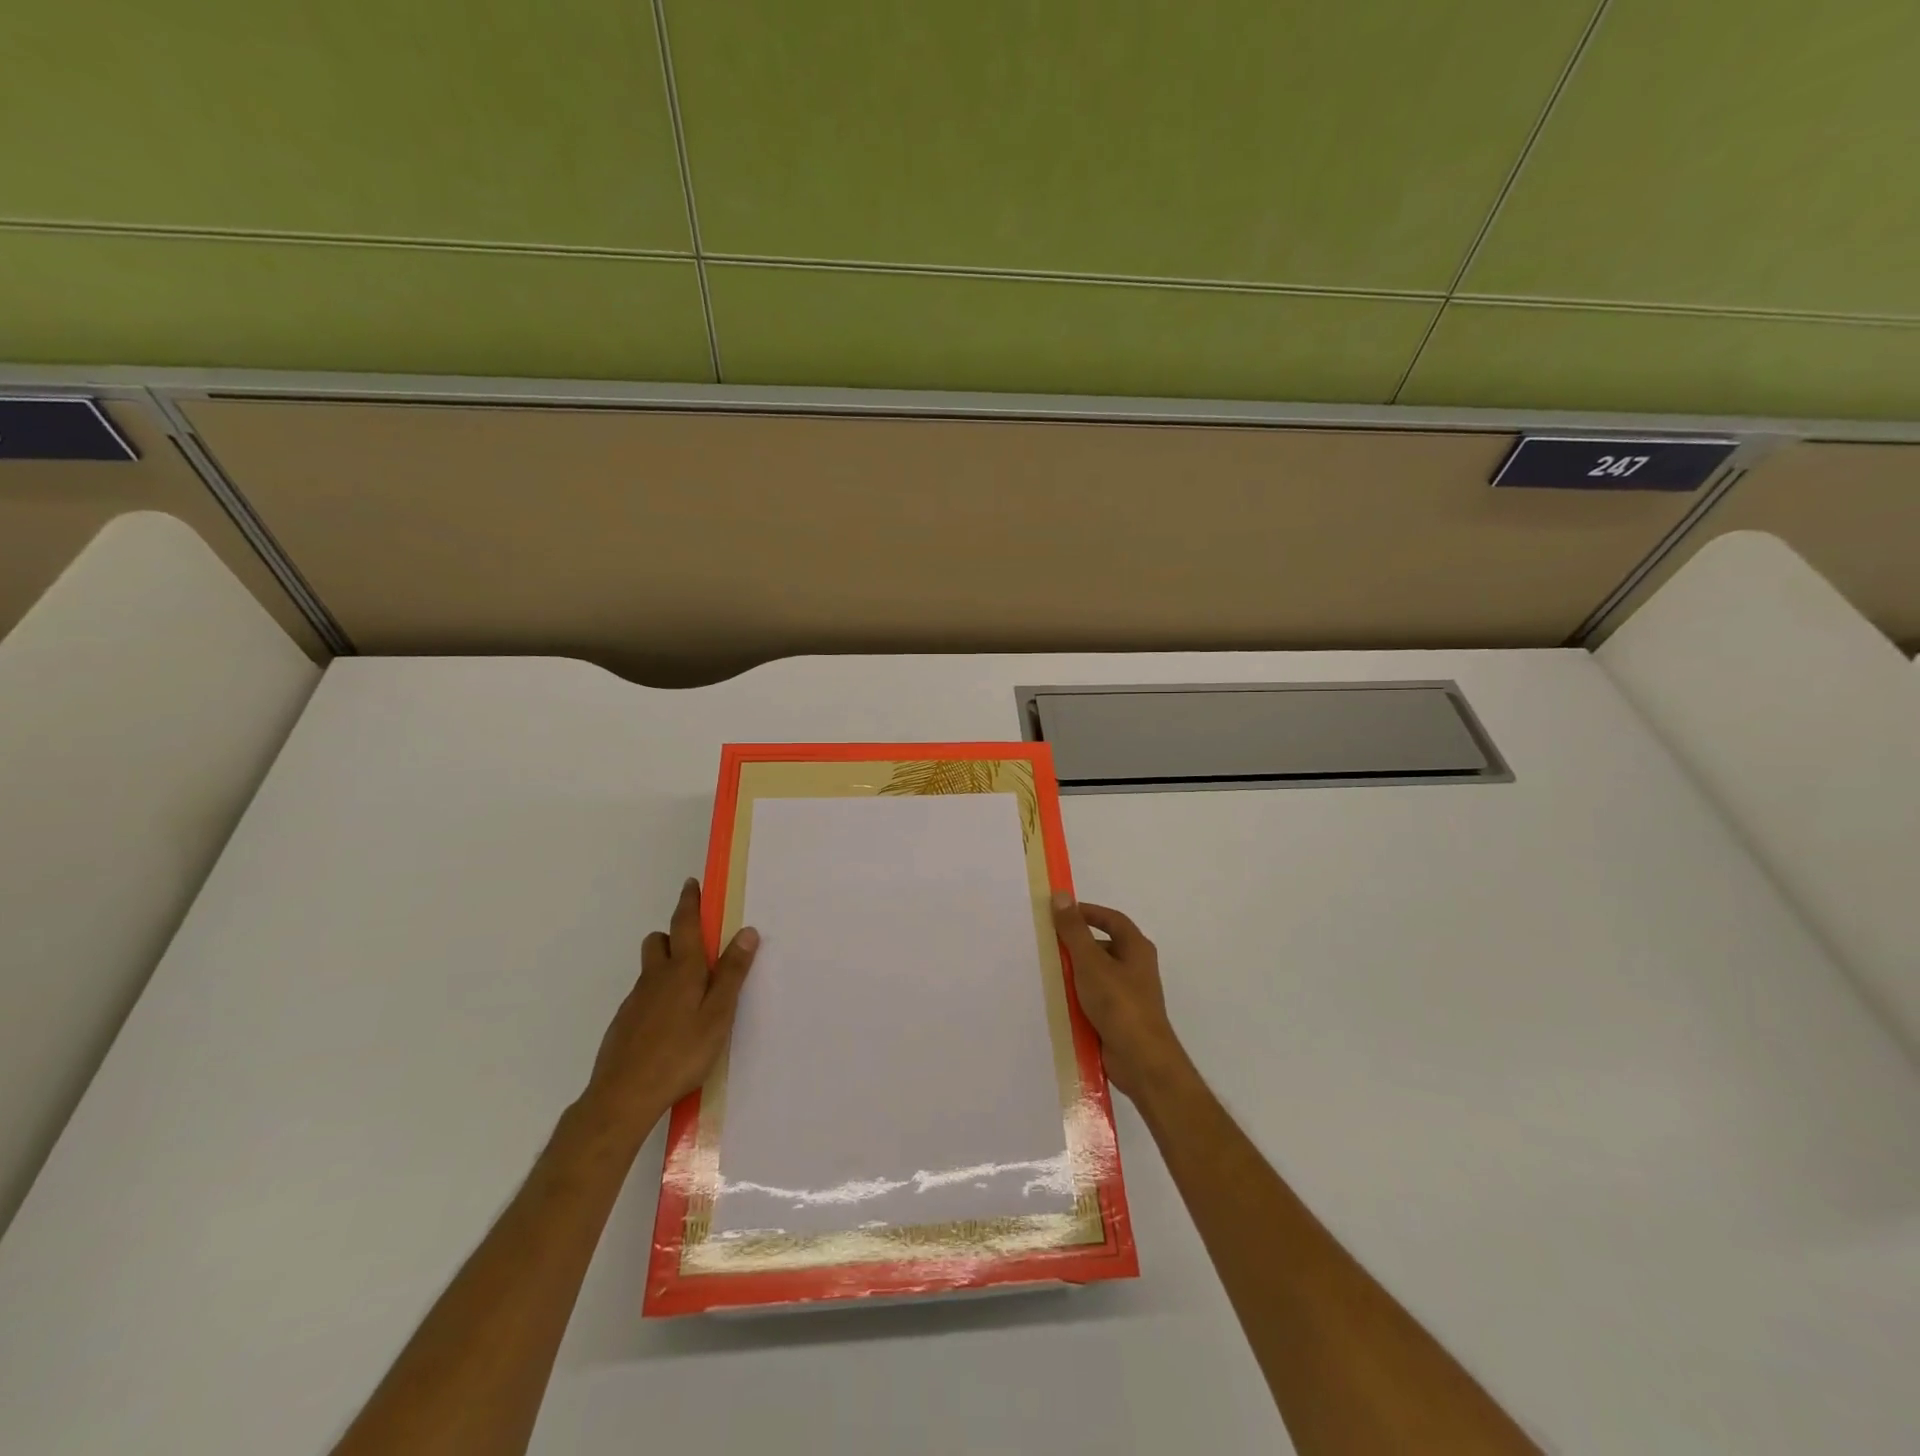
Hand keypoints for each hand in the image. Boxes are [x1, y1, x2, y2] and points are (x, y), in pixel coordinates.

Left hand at [582, 878, 757, 1138]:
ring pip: (650, 969)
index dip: (689, 902)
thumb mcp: (718, 1014)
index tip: (691, 884)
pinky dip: (658, 996)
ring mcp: (636, 1001)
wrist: (623, 1096)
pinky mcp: (625, 1023)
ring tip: (689, 990)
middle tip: (697, 946)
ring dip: (666, 965)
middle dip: (674, 934)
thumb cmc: (680, 1053)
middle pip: (659, 941)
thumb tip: (746, 932)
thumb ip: (732, 973)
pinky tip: (670, 1024)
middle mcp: (655, 977)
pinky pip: (643, 996)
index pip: (685, 924)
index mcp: (683, 970)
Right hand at [1050, 894, 1190, 1100]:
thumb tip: (1061, 896)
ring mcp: (1128, 994)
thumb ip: (1074, 930)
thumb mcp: (1091, 962)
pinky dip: (1078, 997)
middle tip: (1048, 944)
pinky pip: (1095, 999)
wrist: (1140, 1060)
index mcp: (1136, 948)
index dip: (1088, 912)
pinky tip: (1059, 1001)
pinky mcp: (1119, 1018)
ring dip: (1075, 973)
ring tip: (1048, 972)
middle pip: (1103, 946)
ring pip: (1096, 974)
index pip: (1112, 919)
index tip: (1061, 912)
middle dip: (1076, 945)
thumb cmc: (1119, 1003)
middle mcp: (1136, 968)